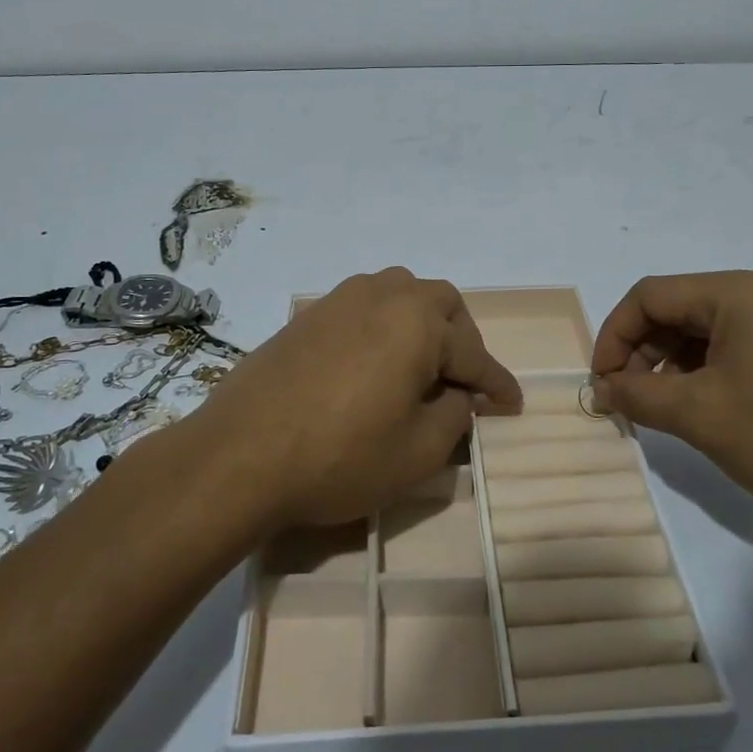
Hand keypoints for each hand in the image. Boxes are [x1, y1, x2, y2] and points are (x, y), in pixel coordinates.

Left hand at [195, 268, 523, 527]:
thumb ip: (455, 416)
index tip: (513, 405)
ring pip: (400, 294)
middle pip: (440, 303)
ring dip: (421, 324)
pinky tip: (373, 366)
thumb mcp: (417, 451)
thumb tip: (462, 396)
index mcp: (417, 321)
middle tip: (462, 383)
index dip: (497, 384)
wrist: (239, 456)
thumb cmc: (340, 456)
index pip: (473, 353)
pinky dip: (384, 328)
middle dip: (461, 339)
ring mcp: (340, 300)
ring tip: (419, 369)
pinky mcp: (307, 315)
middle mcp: (382, 295)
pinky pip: (363, 308)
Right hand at [591, 271, 752, 527]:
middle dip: (643, 351)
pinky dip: (711, 370)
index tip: (602, 382)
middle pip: (680, 309)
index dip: (614, 335)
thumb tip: (604, 389)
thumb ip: (639, 396)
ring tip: (664, 408)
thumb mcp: (701, 416)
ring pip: (711, 330)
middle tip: (628, 398)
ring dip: (675, 363)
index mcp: (737, 293)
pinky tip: (709, 407)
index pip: (650, 295)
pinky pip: (743, 345)